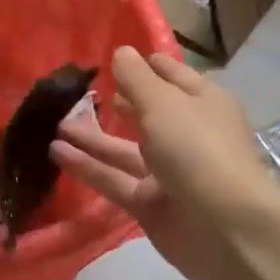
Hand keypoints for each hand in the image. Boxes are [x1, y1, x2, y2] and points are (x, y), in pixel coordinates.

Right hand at [49, 47, 278, 279]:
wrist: (224, 227)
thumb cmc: (198, 149)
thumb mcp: (164, 103)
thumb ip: (136, 79)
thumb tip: (121, 52)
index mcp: (203, 103)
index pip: (172, 77)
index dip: (145, 67)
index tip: (113, 57)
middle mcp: (188, 135)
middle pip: (148, 114)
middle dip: (117, 102)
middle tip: (77, 93)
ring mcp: (169, 173)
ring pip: (125, 150)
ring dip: (92, 137)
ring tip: (55, 123)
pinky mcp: (150, 204)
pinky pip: (114, 180)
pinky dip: (88, 167)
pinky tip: (56, 152)